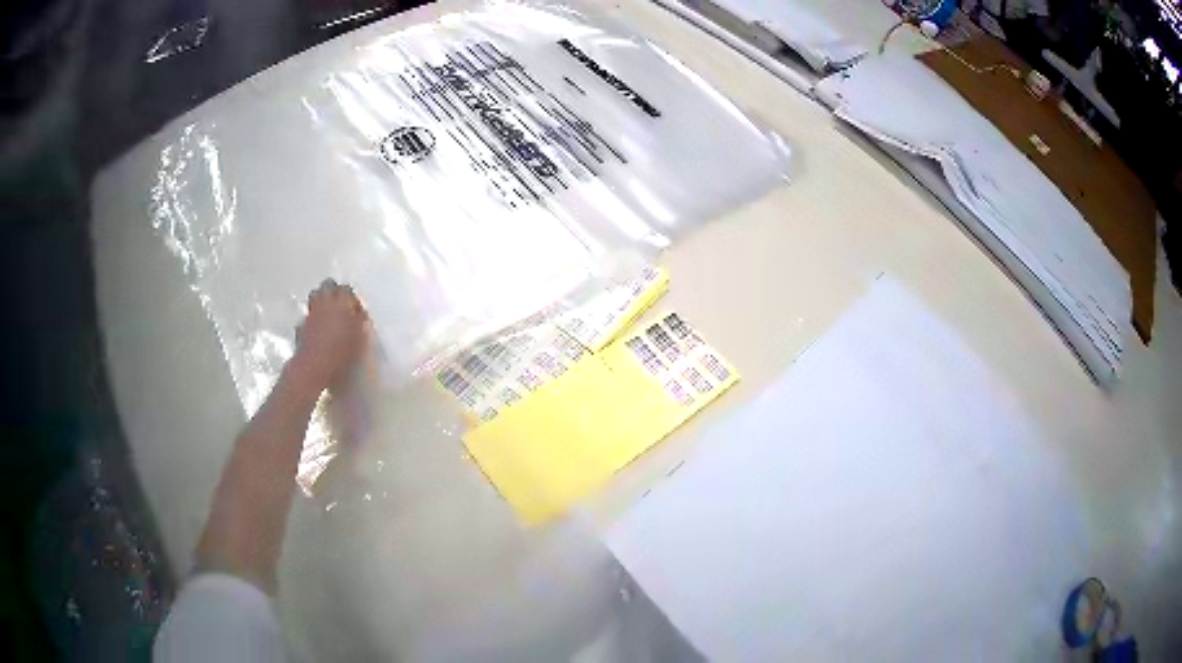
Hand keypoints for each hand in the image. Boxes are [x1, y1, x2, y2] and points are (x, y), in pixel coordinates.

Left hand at [291, 279, 369, 390]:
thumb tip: (361, 314)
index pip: (346, 288)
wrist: (314, 366)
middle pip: (328, 286)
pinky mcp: (301, 326)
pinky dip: (312, 319)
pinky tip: (317, 329)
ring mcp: (310, 313)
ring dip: (322, 301)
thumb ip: (361, 322)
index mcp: (340, 302)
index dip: (352, 297)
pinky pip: (307, 316)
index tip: (356, 308)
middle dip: (334, 291)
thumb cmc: (341, 351)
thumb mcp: (360, 338)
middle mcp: (324, 302)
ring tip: (329, 314)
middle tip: (341, 305)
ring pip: (314, 296)